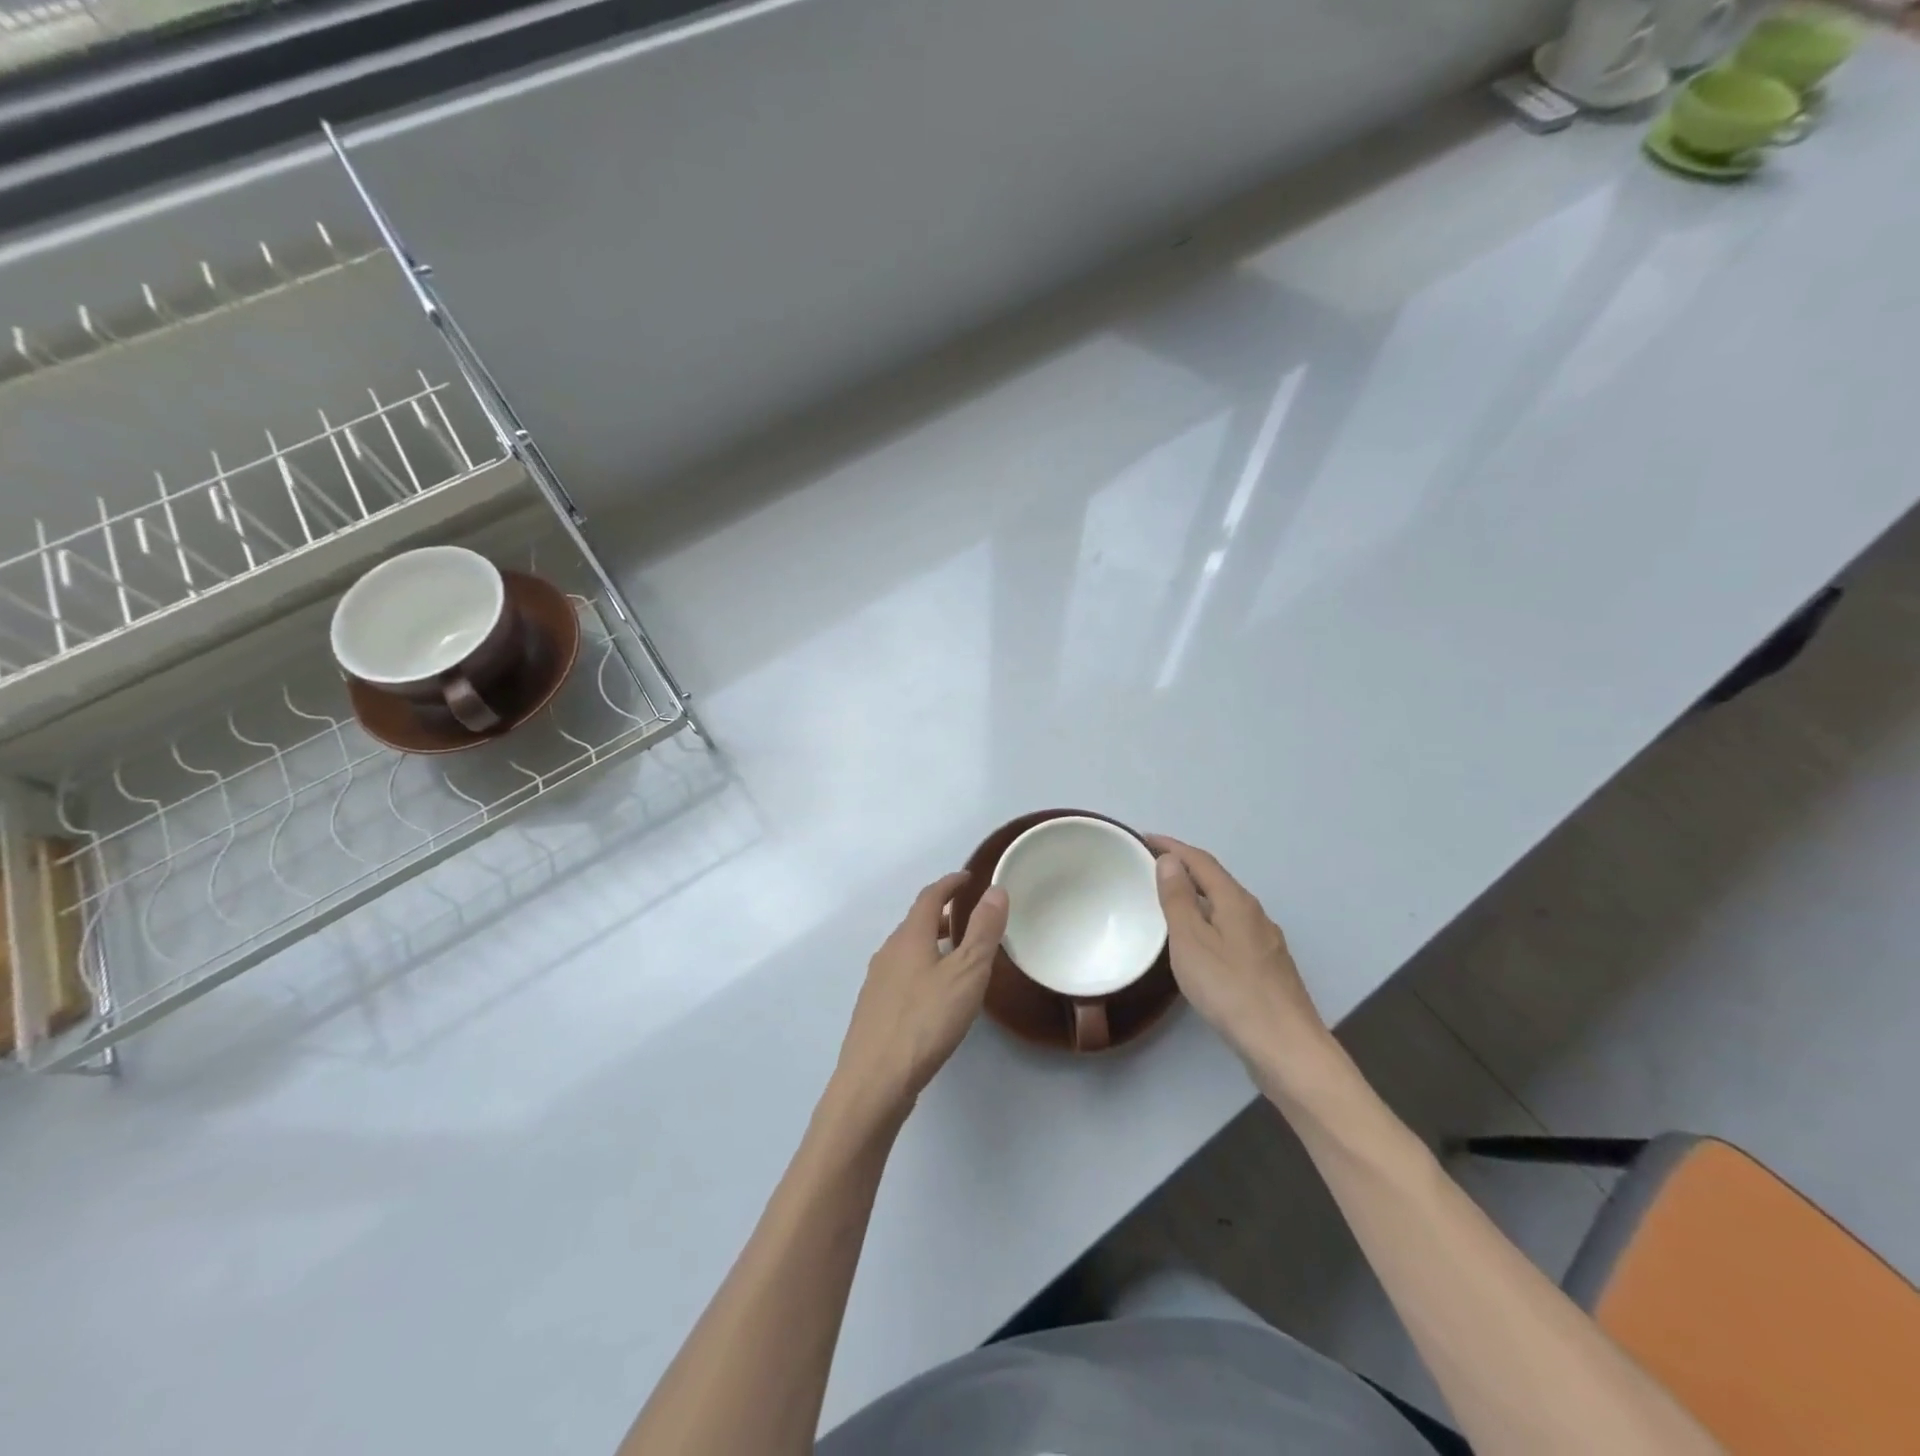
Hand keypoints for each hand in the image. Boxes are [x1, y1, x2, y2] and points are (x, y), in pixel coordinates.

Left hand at [833, 872, 1009, 1119]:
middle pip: (916, 922)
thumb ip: (983, 932)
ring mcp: (877, 982)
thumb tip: (995, 890)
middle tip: (968, 916)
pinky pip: (901, 974)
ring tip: (956, 954)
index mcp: (910, 937)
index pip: (930, 897)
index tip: (968, 878)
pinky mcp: (874, 1010)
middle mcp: (888, 952)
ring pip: (907, 950)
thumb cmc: (925, 1021)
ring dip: (931, 943)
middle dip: (941, 914)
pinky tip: (933, 994)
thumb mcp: (966, 974)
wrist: (874, 1081)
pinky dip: (921, 968)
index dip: (950, 884)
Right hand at [1147, 836, 1331, 1072]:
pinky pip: (1231, 928)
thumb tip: (1171, 860)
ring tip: (1169, 900)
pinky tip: (1199, 942)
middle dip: (1184, 868)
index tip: (1143, 838)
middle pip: (1216, 880)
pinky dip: (1208, 920)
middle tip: (1150, 867)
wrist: (1285, 1046)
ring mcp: (1265, 941)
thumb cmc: (1230, 990)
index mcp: (1235, 901)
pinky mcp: (1267, 967)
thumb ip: (1178, 899)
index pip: (1201, 861)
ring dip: (1197, 895)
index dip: (1172, 847)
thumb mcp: (1191, 941)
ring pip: (1225, 906)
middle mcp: (1254, 914)